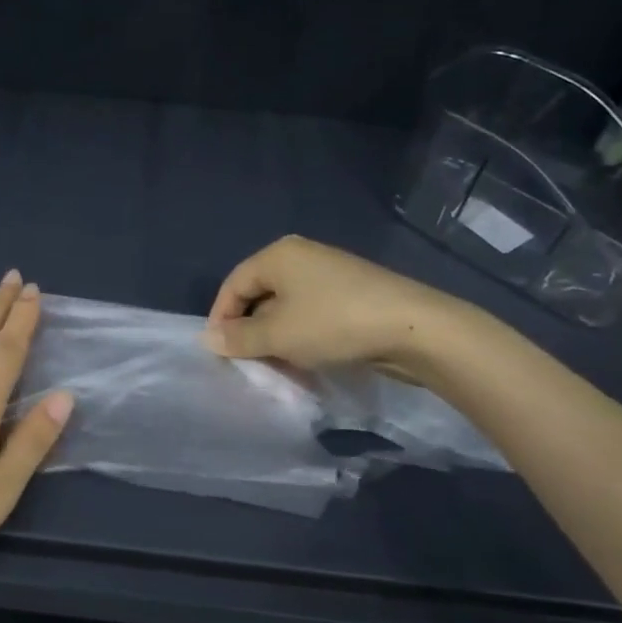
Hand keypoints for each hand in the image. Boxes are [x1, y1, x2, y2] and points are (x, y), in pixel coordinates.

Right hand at [204, 235, 483, 379]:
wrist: (414, 328)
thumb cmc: (333, 324)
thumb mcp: (278, 335)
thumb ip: (238, 338)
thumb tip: (207, 338)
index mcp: (278, 255)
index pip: (233, 285)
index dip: (220, 318)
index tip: (219, 353)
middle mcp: (301, 256)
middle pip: (259, 294)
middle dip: (250, 331)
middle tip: (248, 363)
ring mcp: (329, 274)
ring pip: (286, 307)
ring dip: (276, 338)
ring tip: (278, 367)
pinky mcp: (351, 294)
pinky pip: (311, 313)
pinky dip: (302, 336)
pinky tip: (308, 360)